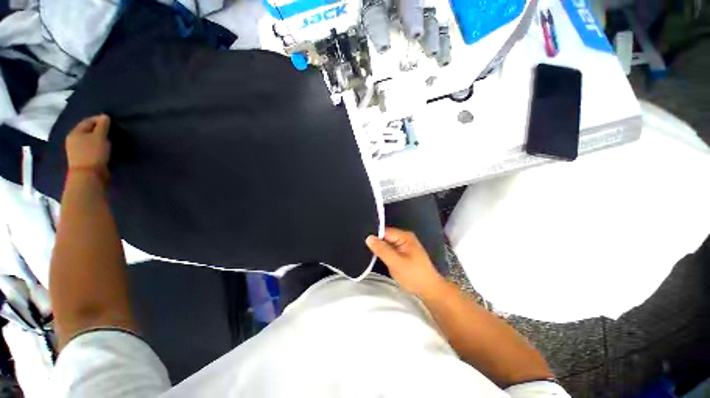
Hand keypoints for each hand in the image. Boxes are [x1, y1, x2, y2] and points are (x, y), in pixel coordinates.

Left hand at [66, 115, 110, 171]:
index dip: (99, 119)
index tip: (111, 121)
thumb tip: (105, 116)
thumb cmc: (93, 153)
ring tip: (108, 140)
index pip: (88, 121)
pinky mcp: (81, 158)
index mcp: (75, 132)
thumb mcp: (100, 137)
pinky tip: (103, 148)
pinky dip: (96, 146)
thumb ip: (103, 126)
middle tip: (110, 130)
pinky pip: (89, 148)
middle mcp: (73, 139)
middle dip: (98, 129)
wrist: (88, 176)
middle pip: (87, 130)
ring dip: (97, 138)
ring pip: (88, 139)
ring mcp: (76, 150)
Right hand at [366, 227, 445, 296]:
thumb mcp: (396, 263)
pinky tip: (376, 256)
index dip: (374, 235)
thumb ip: (382, 250)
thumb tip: (368, 238)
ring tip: (366, 251)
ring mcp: (404, 245)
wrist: (429, 290)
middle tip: (362, 247)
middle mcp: (404, 238)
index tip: (362, 240)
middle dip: (376, 242)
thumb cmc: (413, 275)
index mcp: (405, 236)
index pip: (385, 231)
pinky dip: (384, 252)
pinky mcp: (403, 253)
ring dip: (379, 248)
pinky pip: (390, 249)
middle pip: (385, 236)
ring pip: (387, 243)